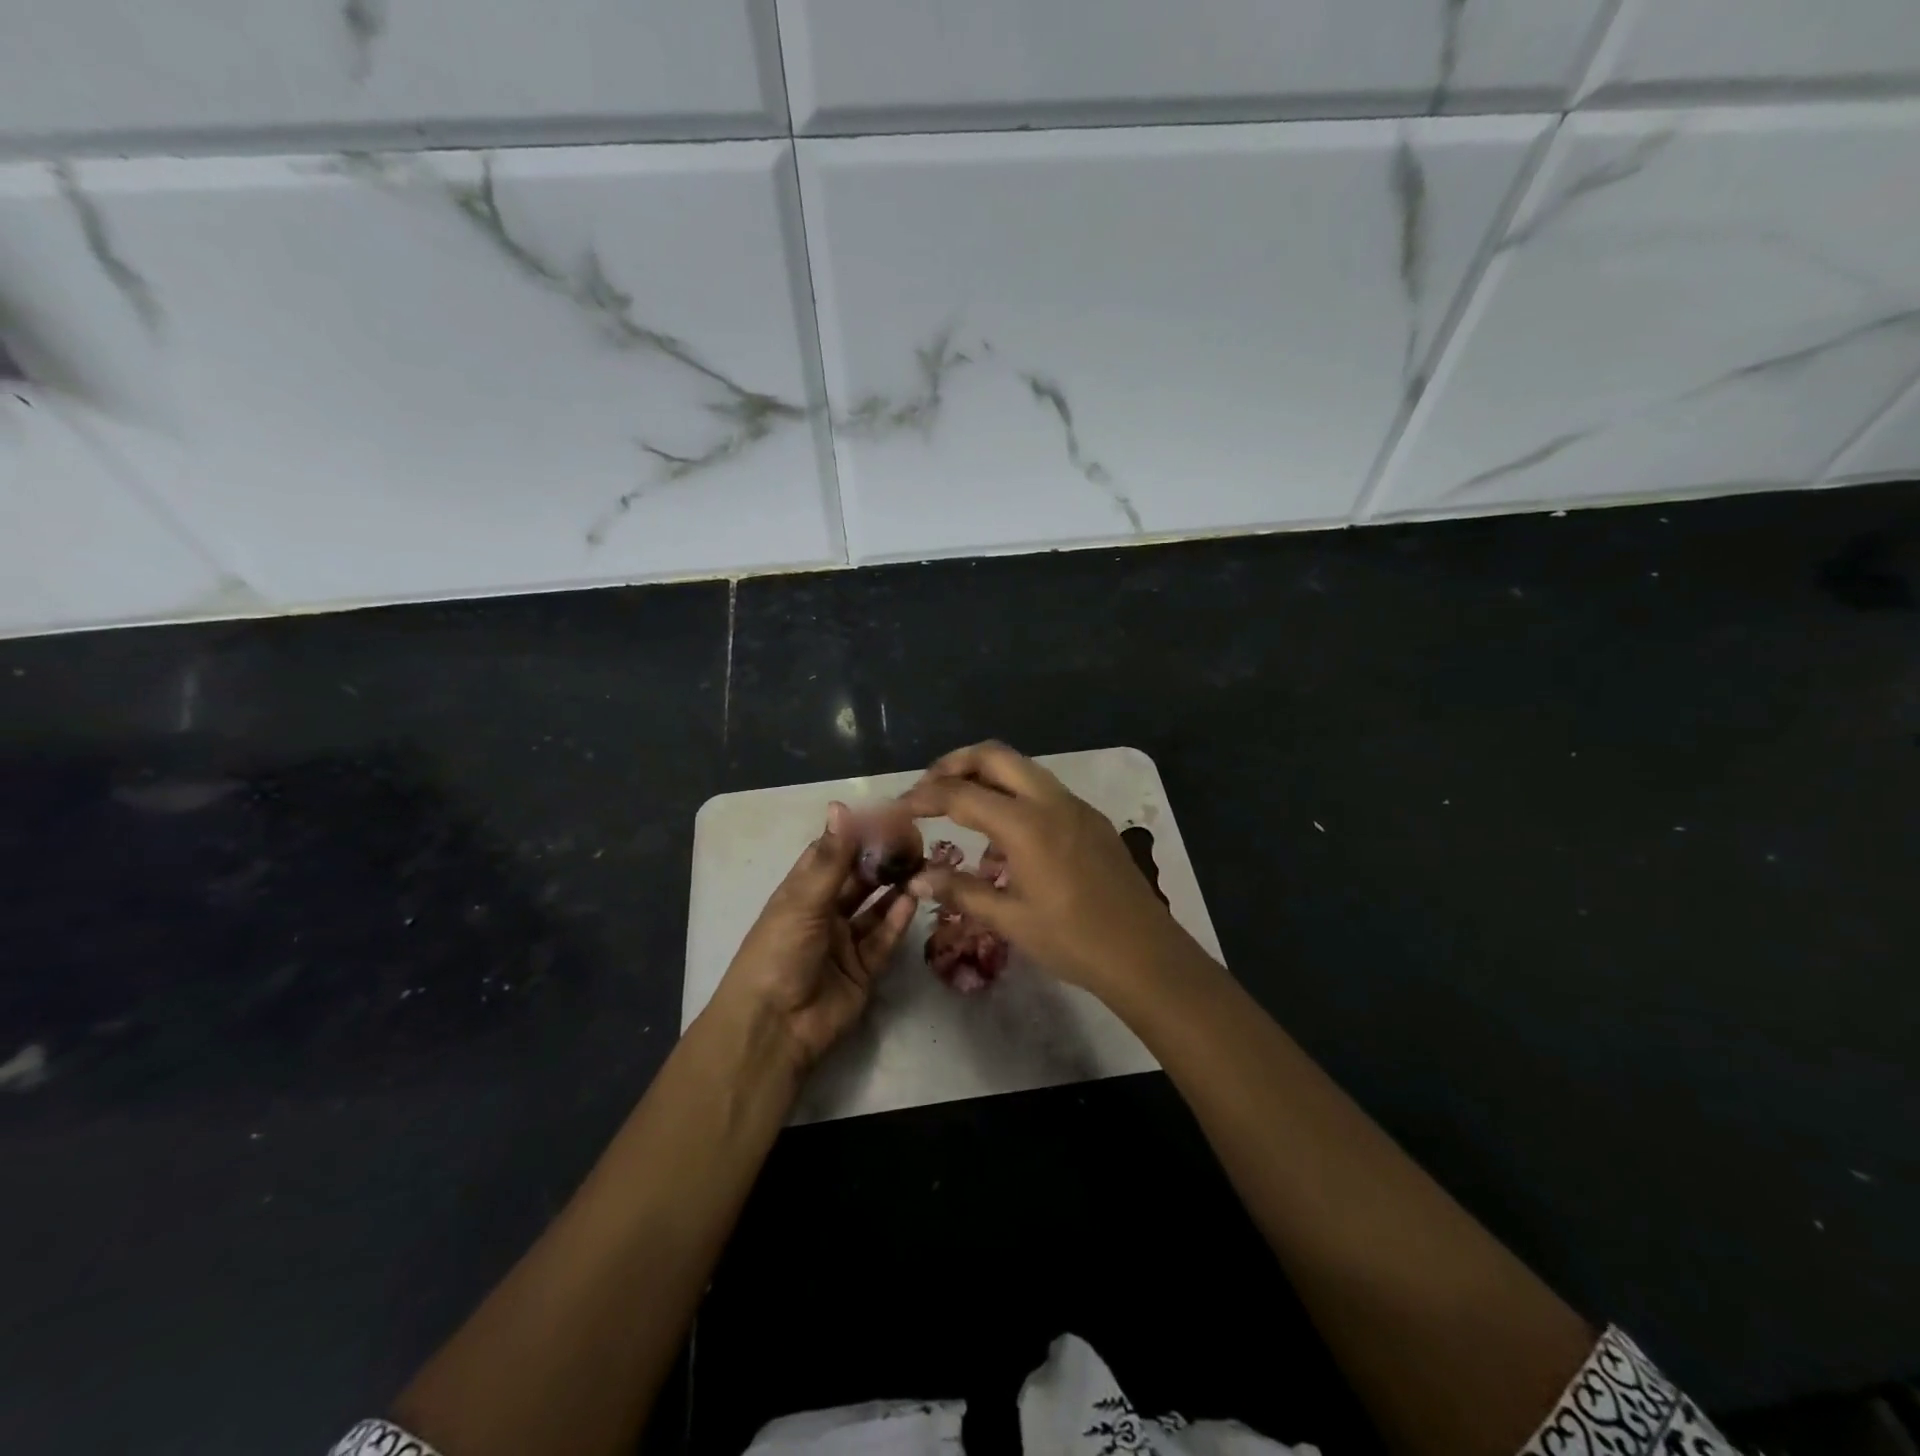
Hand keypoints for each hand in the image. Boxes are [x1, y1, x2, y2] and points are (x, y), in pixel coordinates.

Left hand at [708, 803, 917, 1072]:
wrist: (775, 1026)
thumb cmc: (779, 953)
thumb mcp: (803, 900)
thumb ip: (832, 857)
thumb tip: (841, 806)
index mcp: (800, 893)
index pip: (832, 853)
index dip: (857, 834)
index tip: (888, 815)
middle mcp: (824, 913)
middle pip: (858, 879)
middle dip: (882, 860)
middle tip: (914, 840)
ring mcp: (845, 942)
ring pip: (875, 907)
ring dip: (896, 887)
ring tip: (922, 864)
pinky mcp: (864, 969)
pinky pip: (884, 939)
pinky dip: (898, 919)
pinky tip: (915, 898)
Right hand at [894, 742, 1201, 1001]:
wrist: (1144, 953)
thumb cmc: (1073, 940)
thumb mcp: (1010, 919)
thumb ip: (960, 891)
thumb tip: (917, 877)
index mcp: (1026, 825)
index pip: (961, 793)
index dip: (924, 796)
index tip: (900, 806)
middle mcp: (1051, 801)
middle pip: (994, 756)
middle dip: (955, 763)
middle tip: (929, 789)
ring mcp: (1075, 806)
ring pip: (1022, 767)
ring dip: (986, 775)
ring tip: (961, 808)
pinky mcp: (1090, 818)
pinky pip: (1043, 789)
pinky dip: (1014, 793)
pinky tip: (1005, 834)